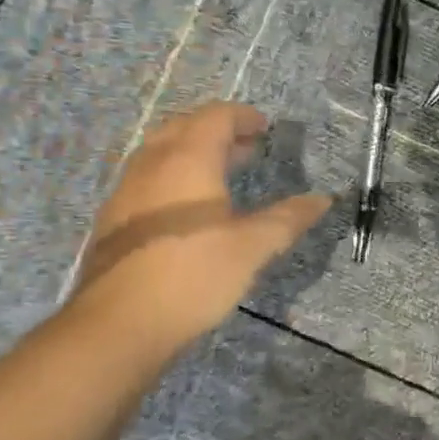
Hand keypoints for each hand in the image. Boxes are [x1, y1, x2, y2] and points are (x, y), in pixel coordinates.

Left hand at [71, 103, 330, 355]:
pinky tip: (188, 209)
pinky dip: (175, 176)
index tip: (263, 126)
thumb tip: (323, 199)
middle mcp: (152, 165)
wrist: (121, 322)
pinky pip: (148, 178)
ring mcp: (127, 191)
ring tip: (221, 174)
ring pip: (161, 153)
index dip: (242, 117)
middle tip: (246, 147)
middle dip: (217, 131)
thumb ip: (288, 219)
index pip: (215, 118)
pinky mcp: (114, 219)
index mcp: (188, 160)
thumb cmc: (194, 275)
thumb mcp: (252, 247)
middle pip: (184, 128)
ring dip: (193, 152)